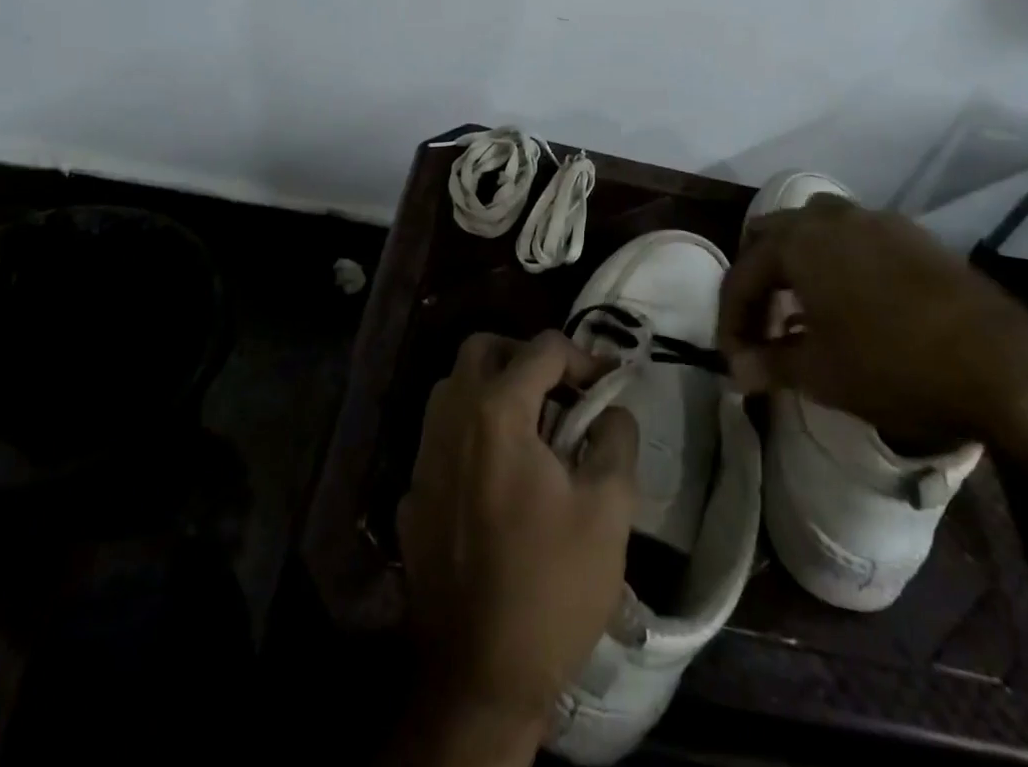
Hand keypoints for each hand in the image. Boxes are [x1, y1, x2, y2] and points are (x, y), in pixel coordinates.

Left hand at [392, 330, 638, 765]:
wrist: (477, 678)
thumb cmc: (552, 586)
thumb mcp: (609, 509)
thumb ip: (616, 438)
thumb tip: (611, 408)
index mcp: (497, 412)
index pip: (542, 348)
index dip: (583, 357)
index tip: (608, 385)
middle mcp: (450, 419)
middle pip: (482, 349)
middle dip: (525, 357)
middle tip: (560, 391)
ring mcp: (423, 456)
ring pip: (453, 388)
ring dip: (493, 389)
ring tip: (533, 429)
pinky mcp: (411, 495)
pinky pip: (441, 437)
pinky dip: (472, 434)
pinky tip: (498, 478)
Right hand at [719, 197, 1027, 448]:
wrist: (1002, 366)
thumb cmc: (893, 365)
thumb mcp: (820, 374)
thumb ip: (769, 364)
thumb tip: (737, 372)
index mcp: (798, 242)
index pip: (743, 274)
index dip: (731, 320)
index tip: (736, 361)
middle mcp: (830, 217)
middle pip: (772, 236)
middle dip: (759, 279)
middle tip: (761, 325)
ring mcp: (876, 220)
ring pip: (815, 229)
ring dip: (798, 264)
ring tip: (804, 312)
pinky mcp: (913, 235)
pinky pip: (856, 238)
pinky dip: (838, 263)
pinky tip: (854, 305)